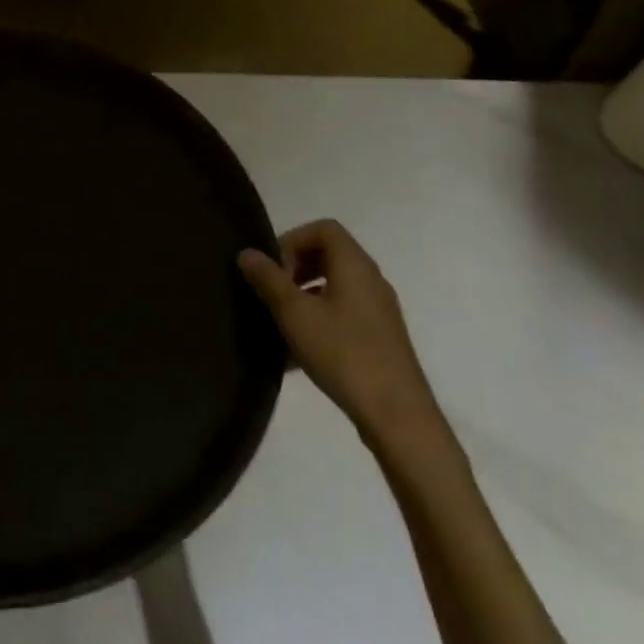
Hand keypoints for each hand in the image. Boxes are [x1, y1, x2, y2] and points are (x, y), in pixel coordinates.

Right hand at [239, 220, 444, 448]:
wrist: (396, 414)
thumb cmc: (343, 353)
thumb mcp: (294, 313)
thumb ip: (268, 279)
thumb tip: (247, 253)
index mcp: (354, 265)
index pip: (324, 228)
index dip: (292, 240)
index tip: (273, 269)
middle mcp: (371, 280)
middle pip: (329, 254)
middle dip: (295, 267)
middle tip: (272, 292)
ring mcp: (378, 310)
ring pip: (335, 286)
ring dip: (304, 295)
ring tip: (281, 322)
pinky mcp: (380, 337)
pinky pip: (343, 312)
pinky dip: (318, 318)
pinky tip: (298, 351)